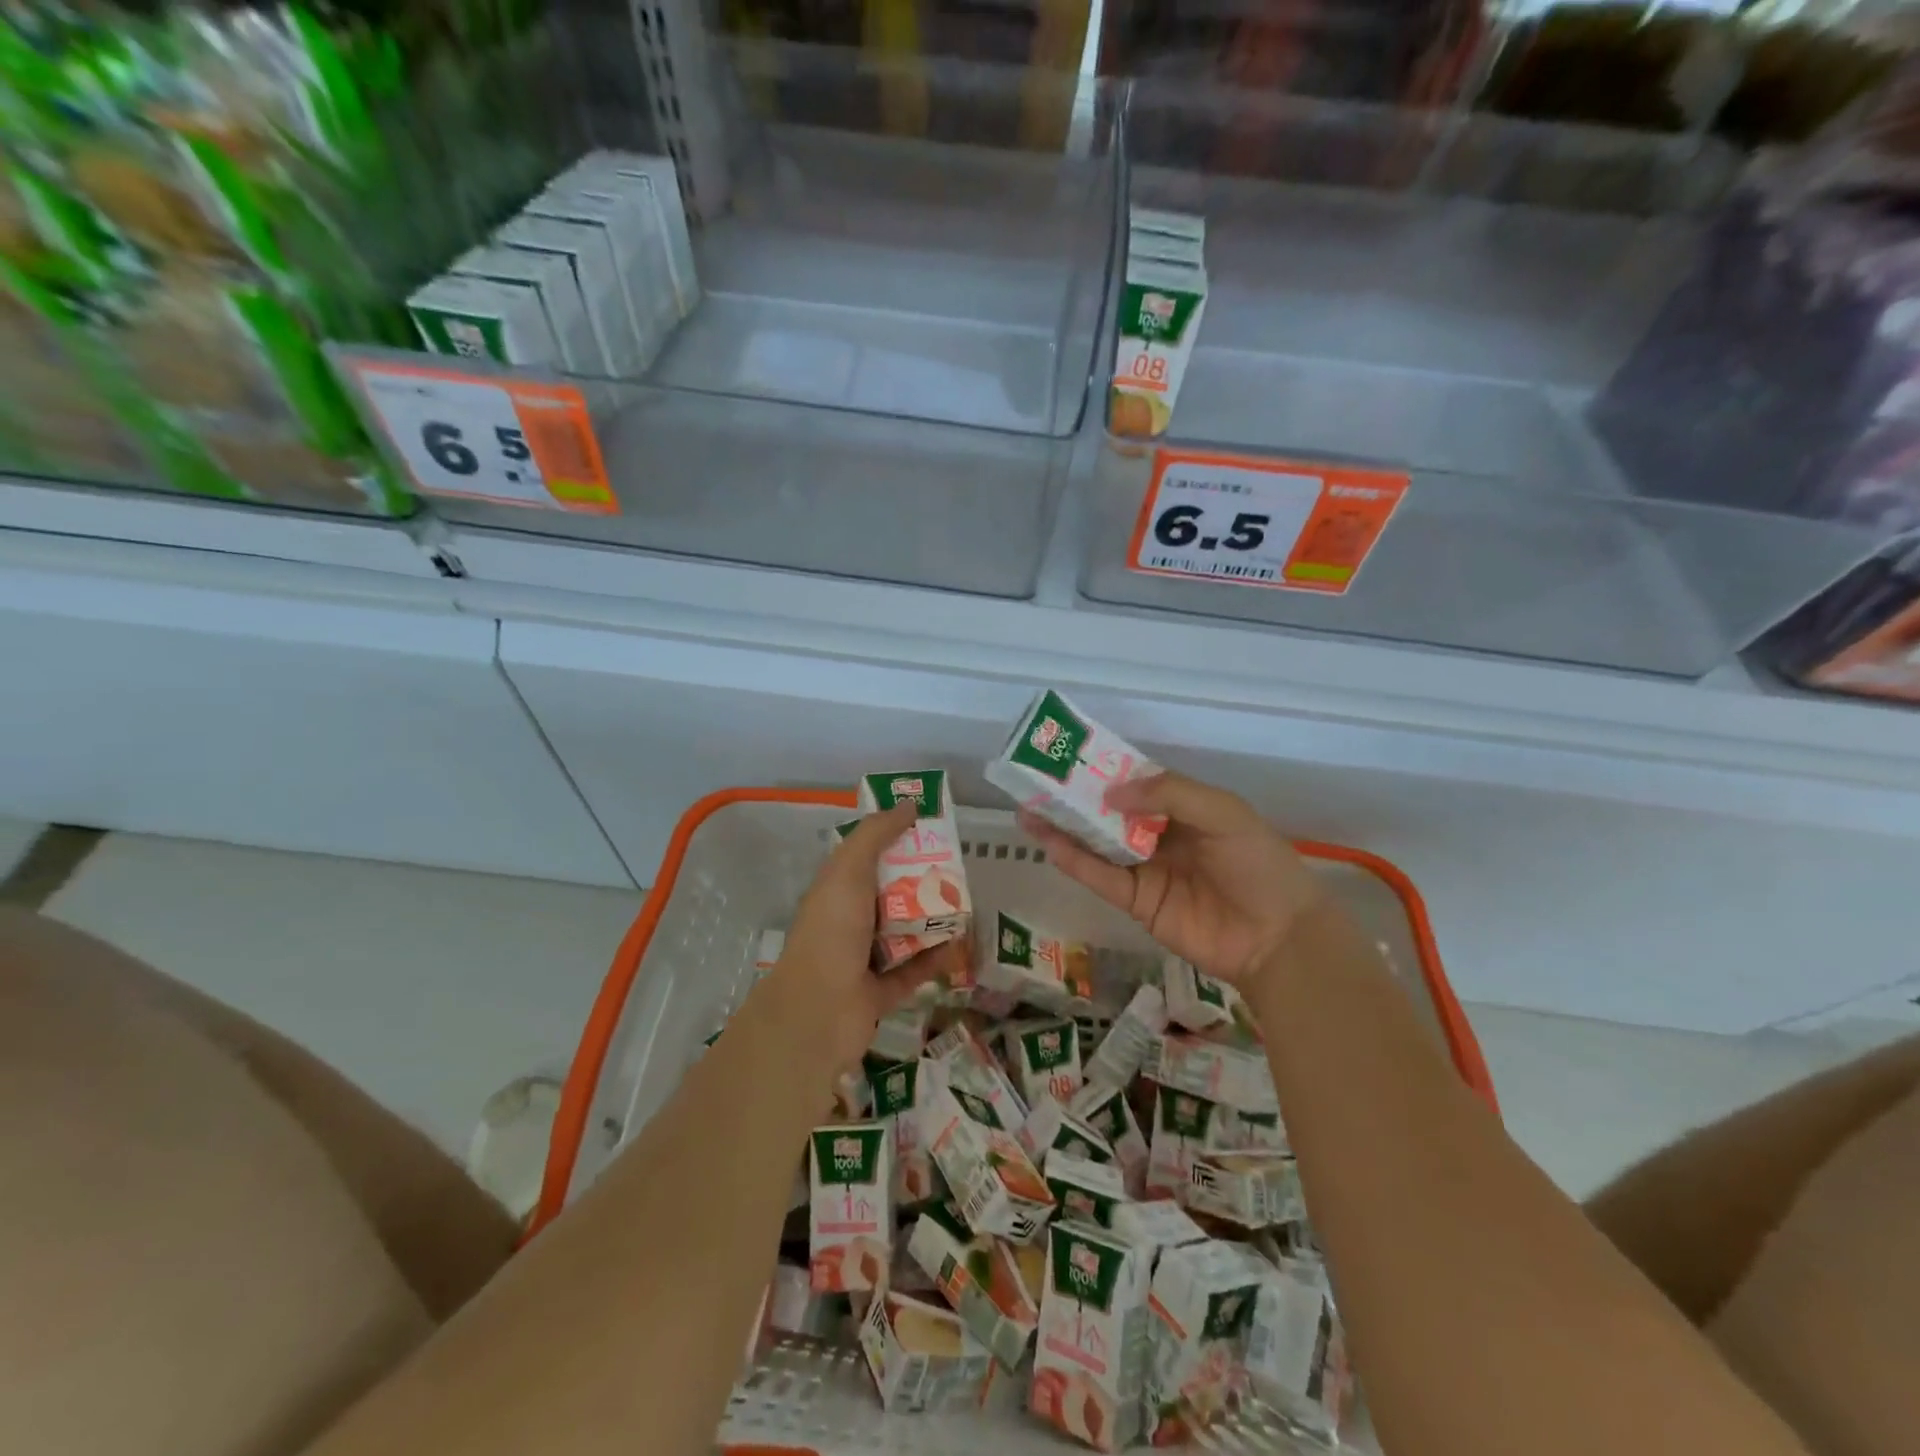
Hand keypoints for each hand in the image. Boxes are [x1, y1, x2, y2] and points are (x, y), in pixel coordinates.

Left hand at [756, 803, 947, 1070]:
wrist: (819, 1010)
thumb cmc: (832, 931)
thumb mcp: (849, 870)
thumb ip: (876, 835)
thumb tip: (908, 804)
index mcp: (836, 891)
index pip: (867, 858)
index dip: (895, 841)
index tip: (929, 828)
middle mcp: (849, 922)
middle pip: (891, 894)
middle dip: (921, 880)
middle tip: (957, 867)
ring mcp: (864, 960)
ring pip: (905, 932)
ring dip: (932, 919)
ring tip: (966, 902)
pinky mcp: (883, 992)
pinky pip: (916, 970)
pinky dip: (936, 958)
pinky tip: (961, 943)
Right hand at [1019, 771, 1325, 987]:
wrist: (1277, 937)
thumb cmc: (1257, 864)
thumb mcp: (1222, 813)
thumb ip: (1169, 794)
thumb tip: (1110, 791)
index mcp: (1182, 807)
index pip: (1135, 782)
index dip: (1104, 768)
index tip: (1069, 755)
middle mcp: (1158, 834)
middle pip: (1108, 811)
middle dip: (1074, 797)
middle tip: (1034, 780)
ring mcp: (1144, 869)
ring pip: (1096, 843)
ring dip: (1063, 826)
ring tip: (1026, 808)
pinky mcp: (1135, 902)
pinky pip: (1100, 877)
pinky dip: (1073, 860)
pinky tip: (1048, 841)